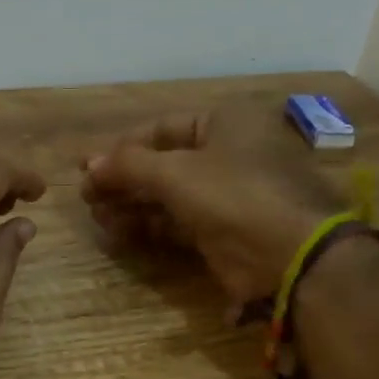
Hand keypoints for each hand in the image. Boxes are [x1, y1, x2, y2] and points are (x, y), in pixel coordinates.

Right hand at [80, 102, 348, 309]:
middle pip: (162, 163)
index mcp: (224, 123)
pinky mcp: (222, 232)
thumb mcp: (177, 173)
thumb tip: (88, 165)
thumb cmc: (235, 195)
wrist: (291, 256)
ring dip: (131, 205)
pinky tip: (118, 235)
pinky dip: (148, 227)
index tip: (87, 168)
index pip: (161, 128)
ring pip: (168, 196)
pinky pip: (177, 224)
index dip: (122, 147)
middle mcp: (226, 154)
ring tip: (97, 218)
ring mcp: (226, 195)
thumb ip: (129, 166)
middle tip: (87, 198)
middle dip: (123, 181)